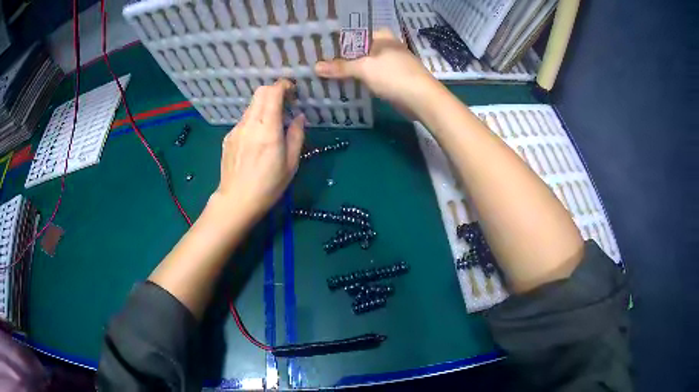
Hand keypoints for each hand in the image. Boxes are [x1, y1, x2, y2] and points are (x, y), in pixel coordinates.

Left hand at [213, 79, 304, 222]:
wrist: (236, 201)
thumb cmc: (268, 185)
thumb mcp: (291, 163)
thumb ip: (296, 135)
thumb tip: (299, 117)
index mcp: (267, 129)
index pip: (273, 92)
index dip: (283, 86)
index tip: (292, 91)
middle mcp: (250, 124)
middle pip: (260, 93)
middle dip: (274, 92)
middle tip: (285, 103)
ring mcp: (236, 130)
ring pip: (251, 106)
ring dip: (264, 106)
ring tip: (272, 124)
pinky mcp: (228, 137)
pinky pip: (243, 120)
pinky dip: (253, 120)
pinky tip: (257, 139)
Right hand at [315, 29, 440, 115]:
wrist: (423, 99)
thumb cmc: (394, 76)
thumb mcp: (364, 69)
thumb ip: (340, 67)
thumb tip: (315, 67)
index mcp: (382, 37)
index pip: (355, 33)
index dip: (338, 39)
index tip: (320, 47)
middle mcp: (387, 46)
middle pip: (359, 49)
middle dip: (342, 56)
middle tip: (320, 61)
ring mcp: (392, 62)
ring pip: (366, 63)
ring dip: (351, 69)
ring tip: (329, 72)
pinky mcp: (395, 77)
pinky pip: (372, 75)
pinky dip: (361, 79)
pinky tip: (347, 84)